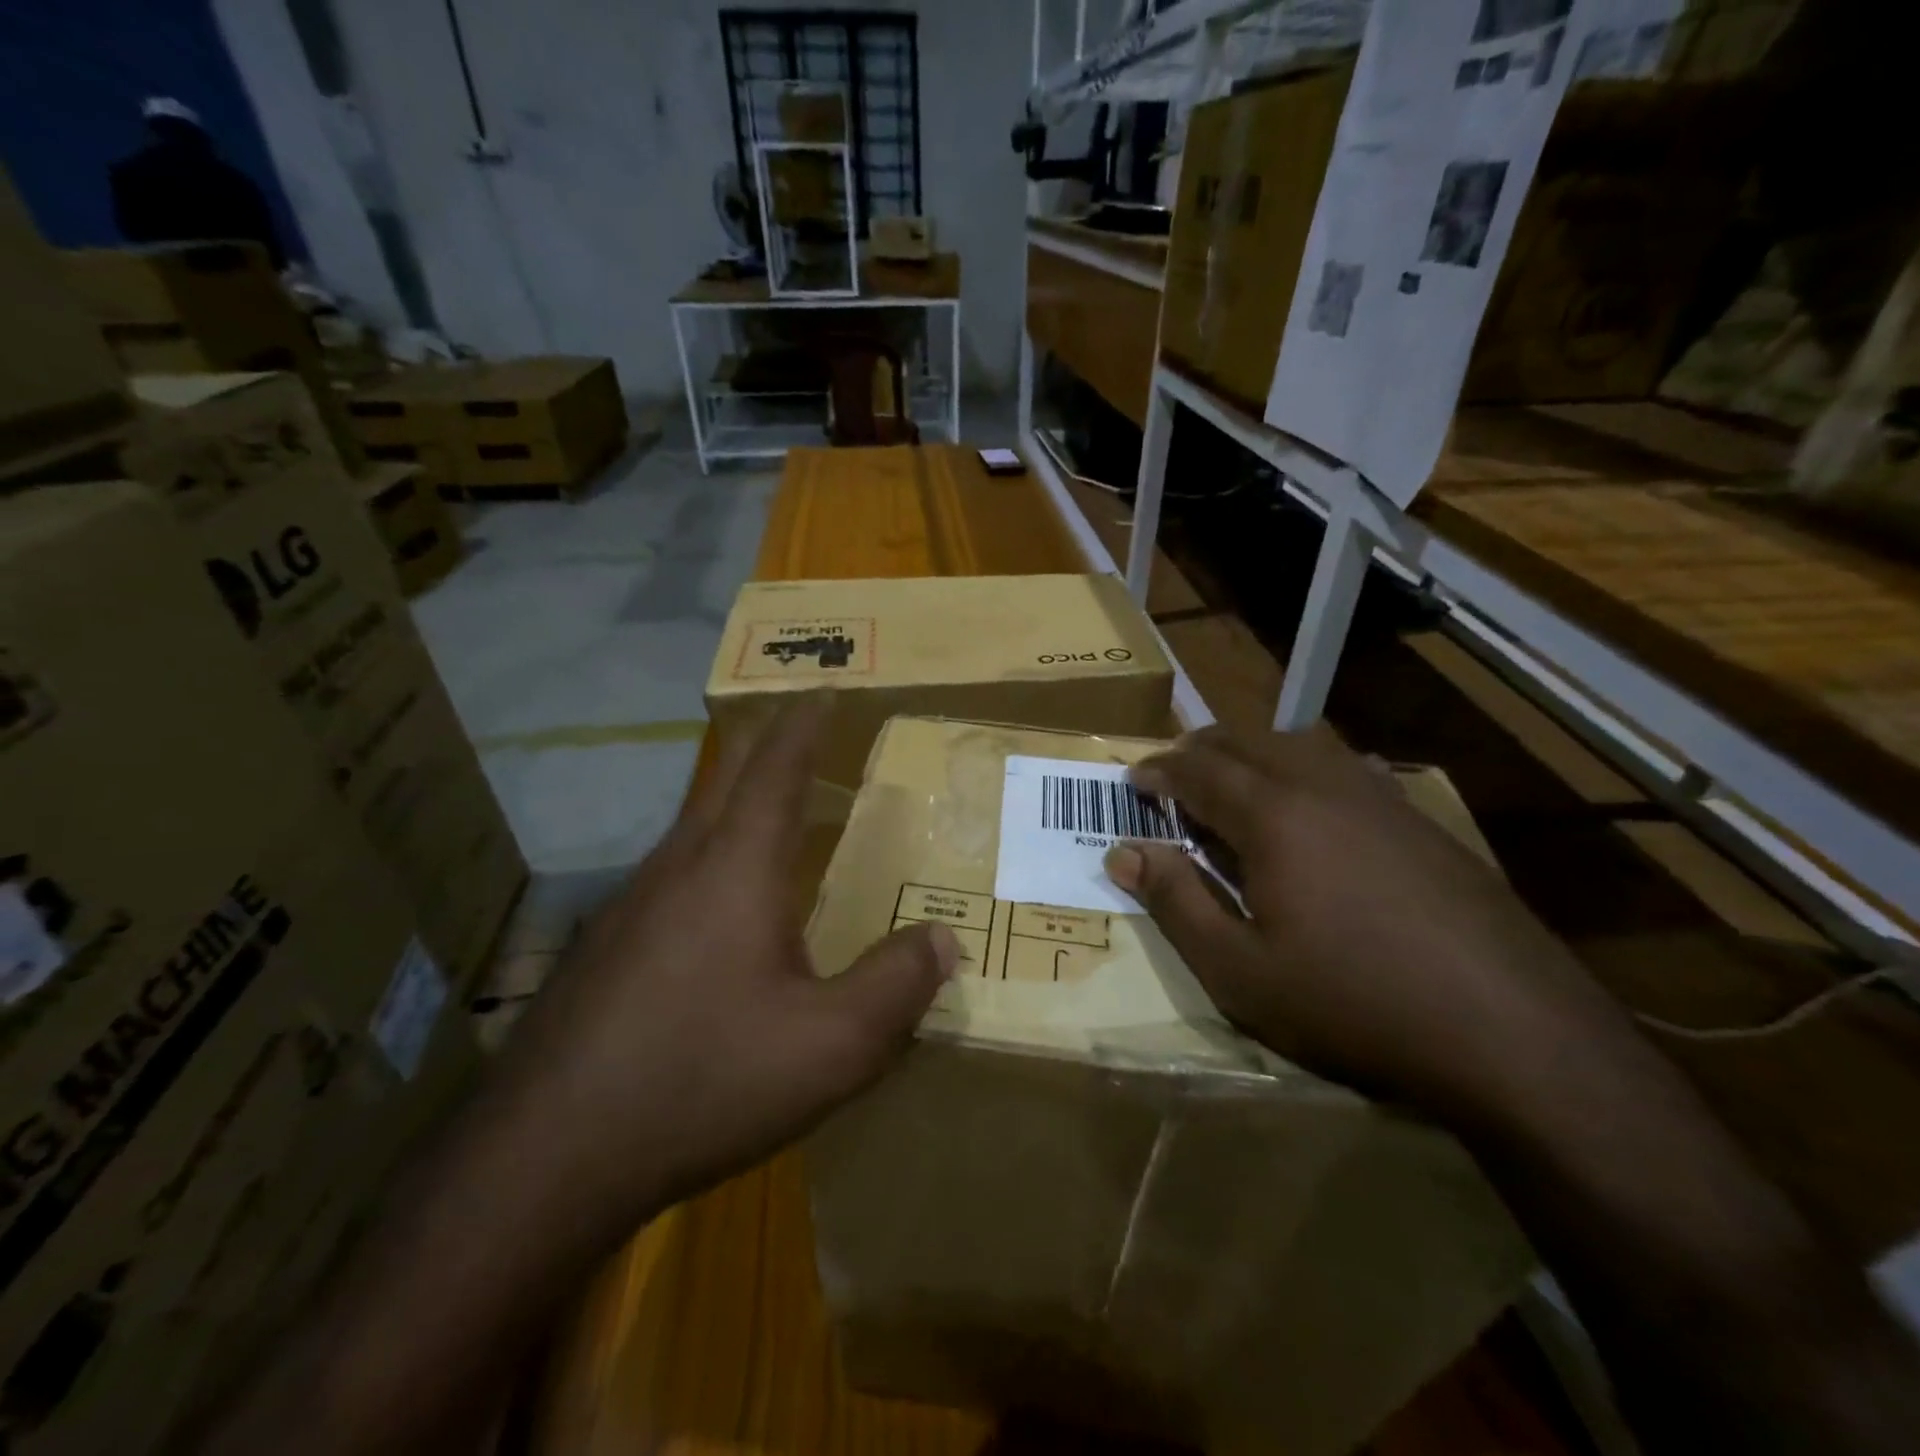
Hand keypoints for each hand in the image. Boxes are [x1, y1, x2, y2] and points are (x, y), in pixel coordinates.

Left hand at [489, 697, 959, 1227]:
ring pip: (695, 828)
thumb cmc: (702, 1081)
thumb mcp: (830, 1047)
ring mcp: (631, 906)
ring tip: (779, 816)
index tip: (825, 689)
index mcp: (735, 868)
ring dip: (737, 803)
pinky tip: (725, 914)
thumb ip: (897, 986)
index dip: (803, 722)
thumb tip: (942, 938)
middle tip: (804, 730)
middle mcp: (678, 868)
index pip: (774, 767)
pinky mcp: (606, 948)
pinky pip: (674, 876)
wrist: (546, 1159)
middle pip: (725, 778)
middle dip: (766, 742)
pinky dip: (713, 859)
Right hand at [1105, 724, 1633, 1123]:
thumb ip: (1176, 902)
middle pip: (1247, 741)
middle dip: (1199, 749)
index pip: (1199, 770)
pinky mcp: (1421, 820)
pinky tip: (1312, 804)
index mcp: (1273, 816)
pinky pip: (1345, 767)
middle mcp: (1323, 786)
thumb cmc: (1353, 1003)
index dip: (1159, 770)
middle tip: (1171, 772)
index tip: (1132, 778)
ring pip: (1300, 744)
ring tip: (1232, 780)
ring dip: (1253, 752)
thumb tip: (1124, 853)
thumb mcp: (1239, 970)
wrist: (1513, 1031)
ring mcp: (1380, 798)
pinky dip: (1305, 768)